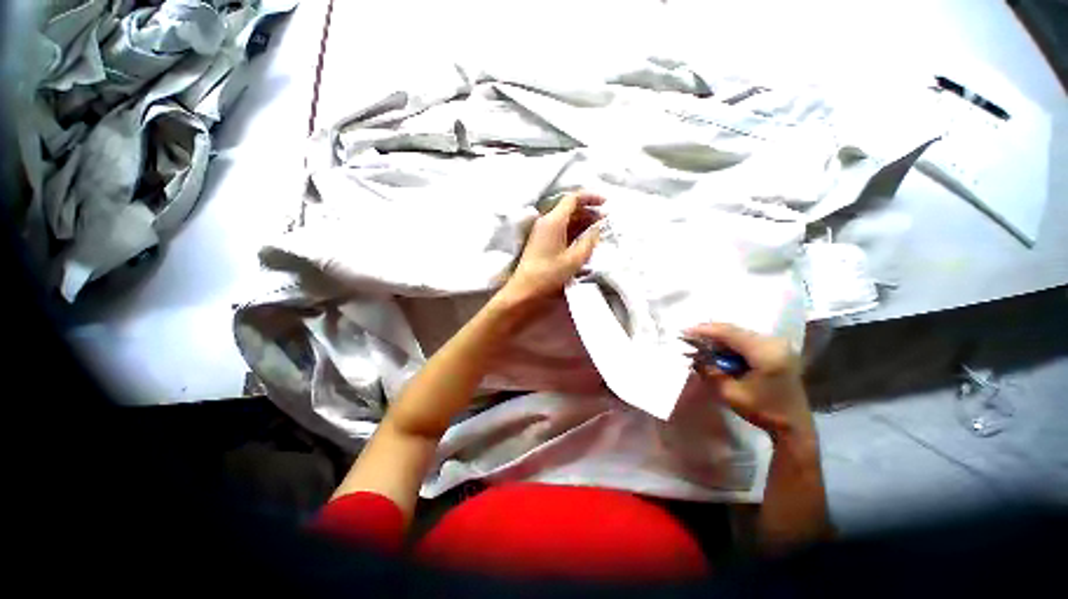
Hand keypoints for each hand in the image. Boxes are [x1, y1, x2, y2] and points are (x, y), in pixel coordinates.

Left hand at [498, 192, 603, 308]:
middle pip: (570, 208)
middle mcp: (546, 222)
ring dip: (582, 222)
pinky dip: (574, 231)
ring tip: (598, 230)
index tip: (606, 203)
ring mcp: (543, 231)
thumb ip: (589, 240)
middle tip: (605, 219)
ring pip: (566, 219)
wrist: (525, 289)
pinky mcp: (542, 241)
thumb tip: (598, 227)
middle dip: (589, 211)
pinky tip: (585, 240)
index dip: (591, 198)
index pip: (573, 198)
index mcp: (554, 221)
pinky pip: (561, 229)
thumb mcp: (575, 259)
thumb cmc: (550, 274)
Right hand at [685, 323, 813, 443]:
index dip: (704, 330)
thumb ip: (711, 371)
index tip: (684, 331)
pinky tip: (718, 349)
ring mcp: (778, 344)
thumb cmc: (763, 411)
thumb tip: (694, 356)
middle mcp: (774, 342)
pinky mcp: (777, 349)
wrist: (794, 425)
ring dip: (719, 338)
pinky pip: (747, 339)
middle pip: (734, 330)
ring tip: (700, 343)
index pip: (729, 333)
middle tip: (689, 337)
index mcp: (766, 353)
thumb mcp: (730, 393)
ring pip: (740, 333)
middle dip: (710, 333)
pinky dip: (730, 343)